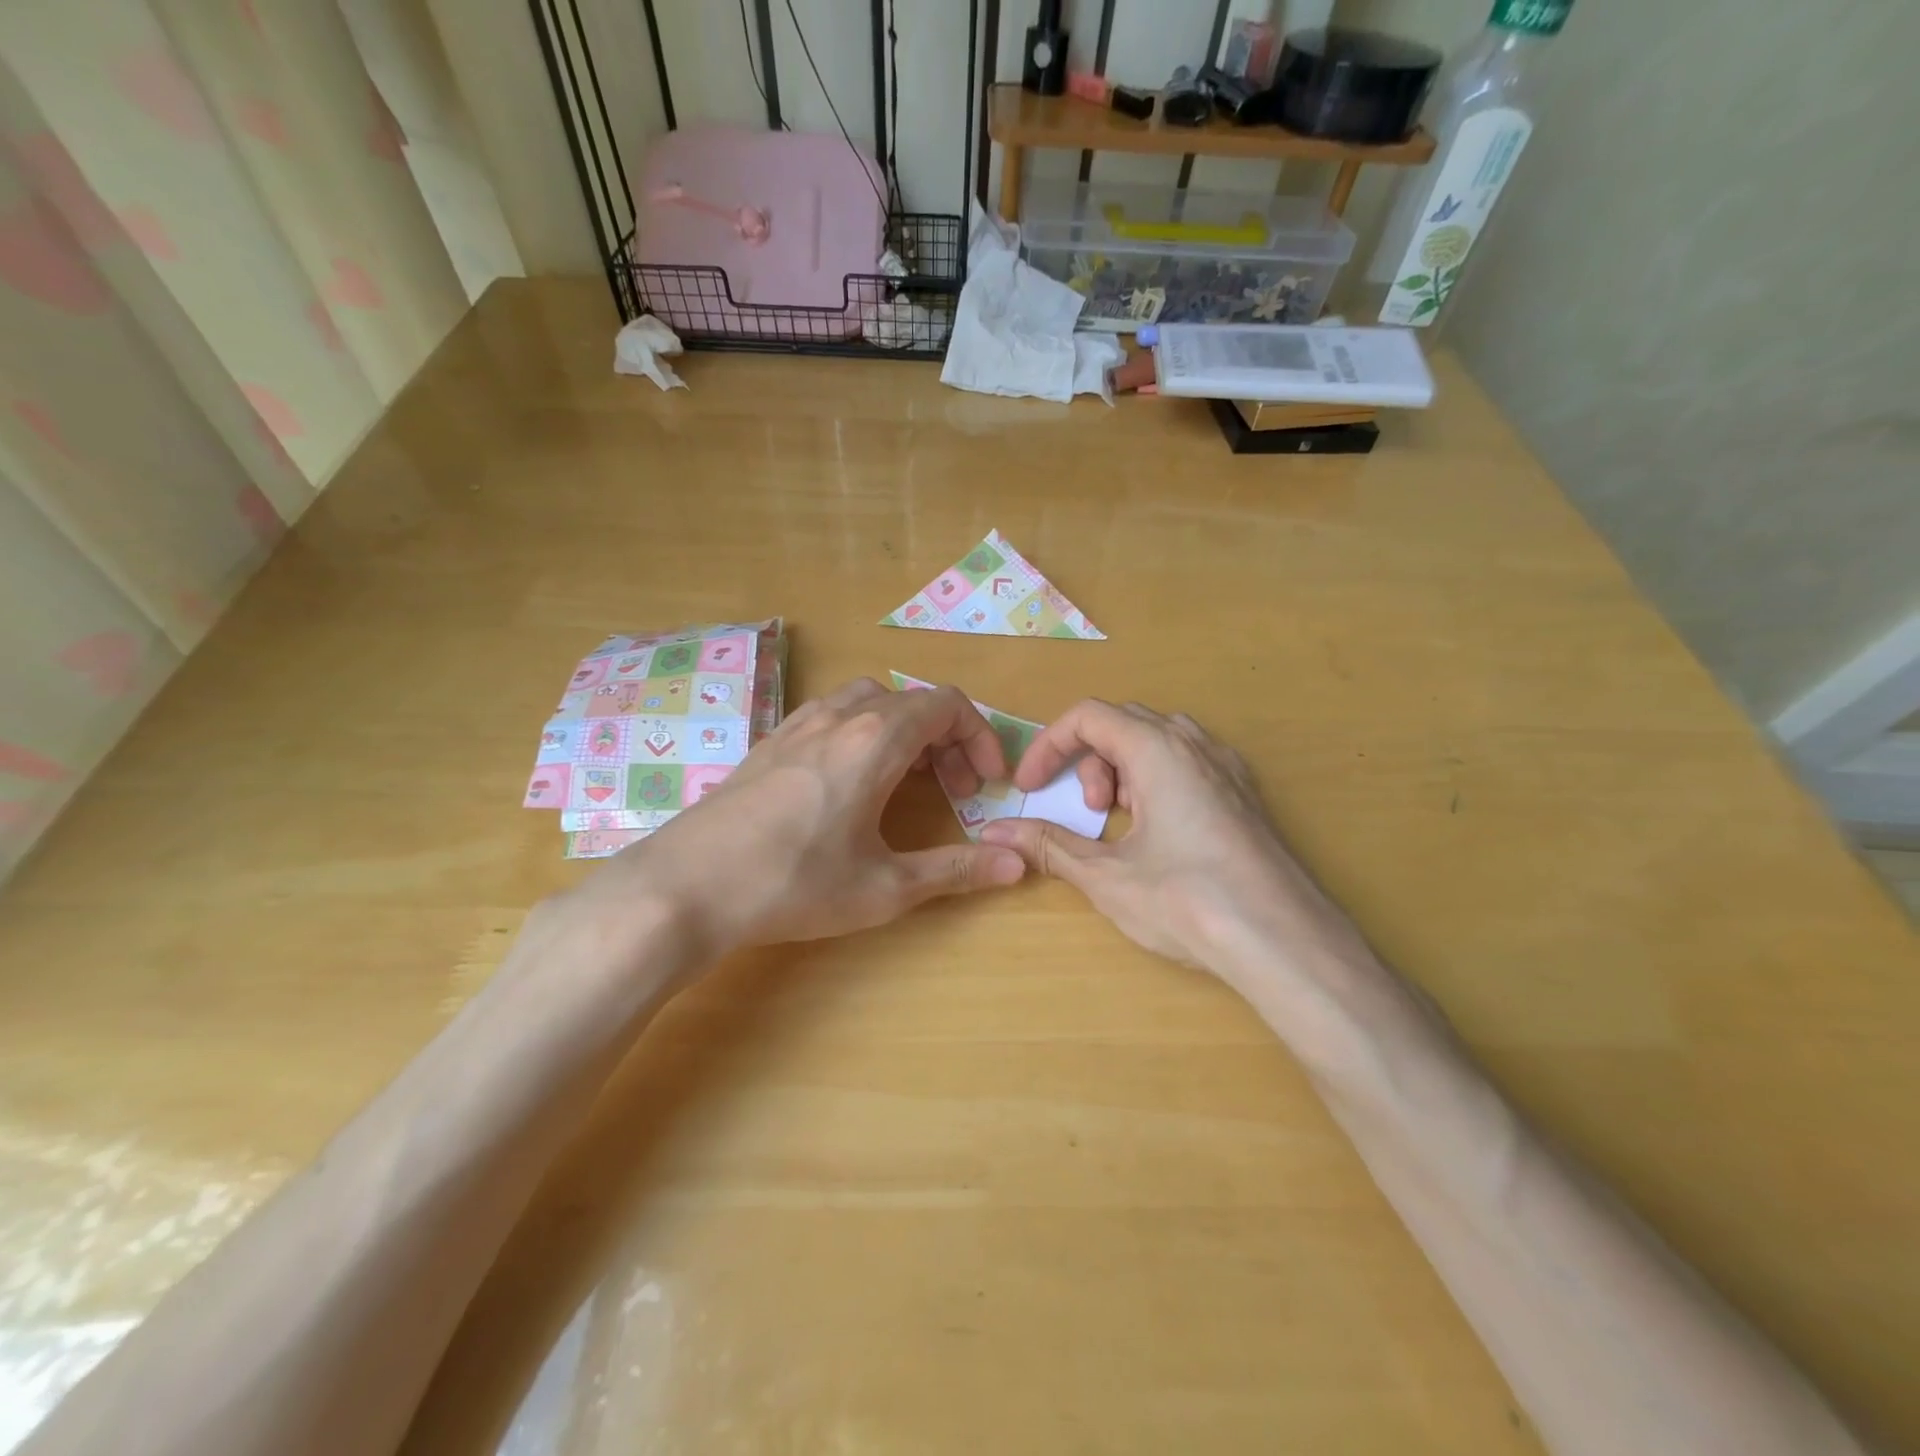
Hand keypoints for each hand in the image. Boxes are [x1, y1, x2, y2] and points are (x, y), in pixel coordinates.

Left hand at [569, 679, 1026, 961]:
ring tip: (908, 782)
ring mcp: (798, 724)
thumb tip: (1018, 863)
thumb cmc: (794, 884)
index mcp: (876, 739)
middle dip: (947, 740)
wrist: (685, 887)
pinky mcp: (770, 742)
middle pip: (912, 701)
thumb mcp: (885, 886)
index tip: (986, 783)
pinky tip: (851, 783)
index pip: (947, 704)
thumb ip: (956, 869)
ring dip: (904, 732)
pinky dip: (863, 734)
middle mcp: (839, 716)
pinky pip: (833, 715)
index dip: (979, 737)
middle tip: (954, 792)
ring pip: (870, 703)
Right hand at [979, 701, 1364, 988]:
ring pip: (1158, 742)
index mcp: (1158, 749)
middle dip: (1089, 759)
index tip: (1031, 787)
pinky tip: (1160, 834)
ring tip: (1120, 823)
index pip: (1088, 716)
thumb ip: (1047, 845)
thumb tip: (995, 832)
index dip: (1049, 746)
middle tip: (1087, 810)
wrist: (1285, 942)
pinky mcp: (1245, 795)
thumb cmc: (1187, 901)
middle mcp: (1196, 744)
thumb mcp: (1105, 874)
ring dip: (1123, 769)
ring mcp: (1227, 768)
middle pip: (1123, 722)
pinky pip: (1188, 764)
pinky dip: (1155, 782)